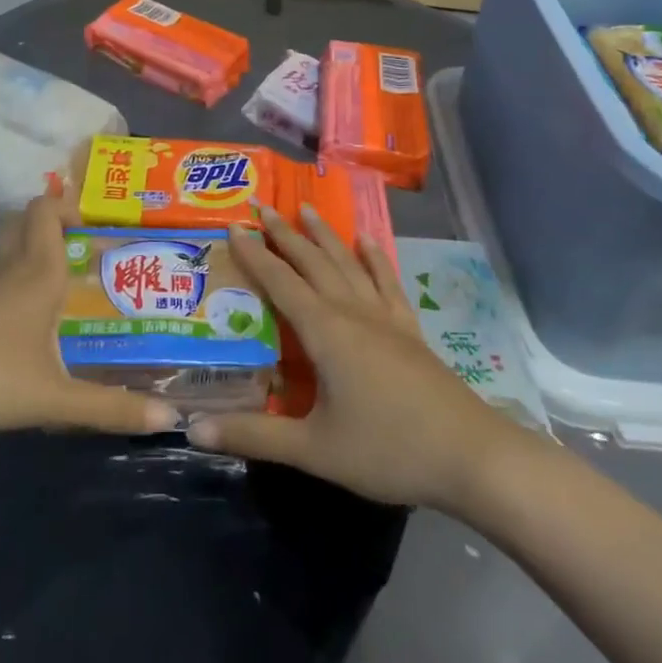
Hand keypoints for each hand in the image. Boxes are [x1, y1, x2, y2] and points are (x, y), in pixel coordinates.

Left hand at [0, 193, 178, 435]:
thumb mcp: (56, 396)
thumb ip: (110, 409)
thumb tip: (169, 420)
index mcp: (39, 272)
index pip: (46, 211)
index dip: (67, 206)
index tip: (91, 226)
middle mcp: (10, 267)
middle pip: (23, 221)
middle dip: (50, 223)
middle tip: (78, 250)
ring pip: (8, 251)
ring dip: (31, 257)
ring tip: (59, 292)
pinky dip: (10, 286)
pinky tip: (21, 326)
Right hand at [188, 204, 511, 509]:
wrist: (469, 455)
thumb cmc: (387, 449)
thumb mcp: (313, 449)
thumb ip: (253, 435)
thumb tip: (191, 428)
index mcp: (325, 331)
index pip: (280, 281)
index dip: (255, 254)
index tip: (234, 225)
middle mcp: (352, 311)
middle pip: (313, 262)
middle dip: (286, 234)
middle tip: (264, 207)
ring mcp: (385, 317)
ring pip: (348, 263)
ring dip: (325, 236)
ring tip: (308, 209)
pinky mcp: (410, 330)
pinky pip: (387, 282)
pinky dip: (375, 259)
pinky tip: (368, 242)